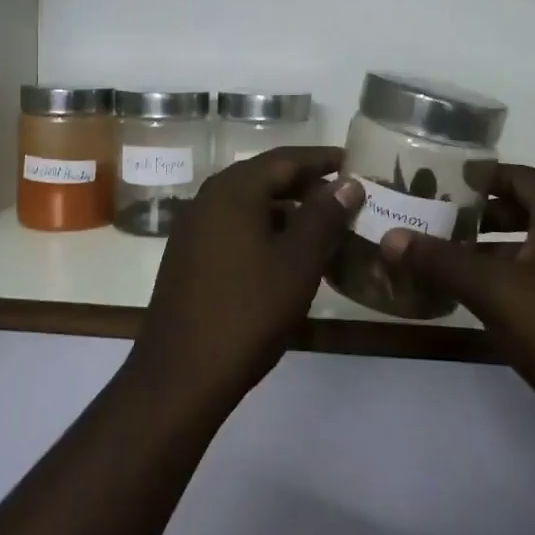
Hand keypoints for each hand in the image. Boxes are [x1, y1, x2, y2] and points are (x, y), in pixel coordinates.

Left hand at [129, 147, 362, 416]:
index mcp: (233, 190)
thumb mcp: (298, 262)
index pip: (285, 159)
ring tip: (323, 226)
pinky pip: (233, 227)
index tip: (353, 162)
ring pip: (248, 204)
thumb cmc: (248, 312)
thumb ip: (325, 217)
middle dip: (305, 184)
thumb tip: (348, 182)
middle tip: (344, 195)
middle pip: (264, 178)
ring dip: (286, 209)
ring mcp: (193, 228)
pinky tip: (286, 254)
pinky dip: (264, 230)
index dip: (322, 159)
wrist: (181, 374)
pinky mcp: (188, 256)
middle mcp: (208, 199)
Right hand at [379, 165, 534, 520]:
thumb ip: (442, 261)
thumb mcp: (495, 291)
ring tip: (445, 261)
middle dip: (478, 214)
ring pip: (530, 249)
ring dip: (490, 251)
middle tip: (434, 220)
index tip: (439, 181)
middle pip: (523, 210)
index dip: (480, 174)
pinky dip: (508, 281)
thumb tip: (390, 237)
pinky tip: (479, 302)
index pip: (518, 175)